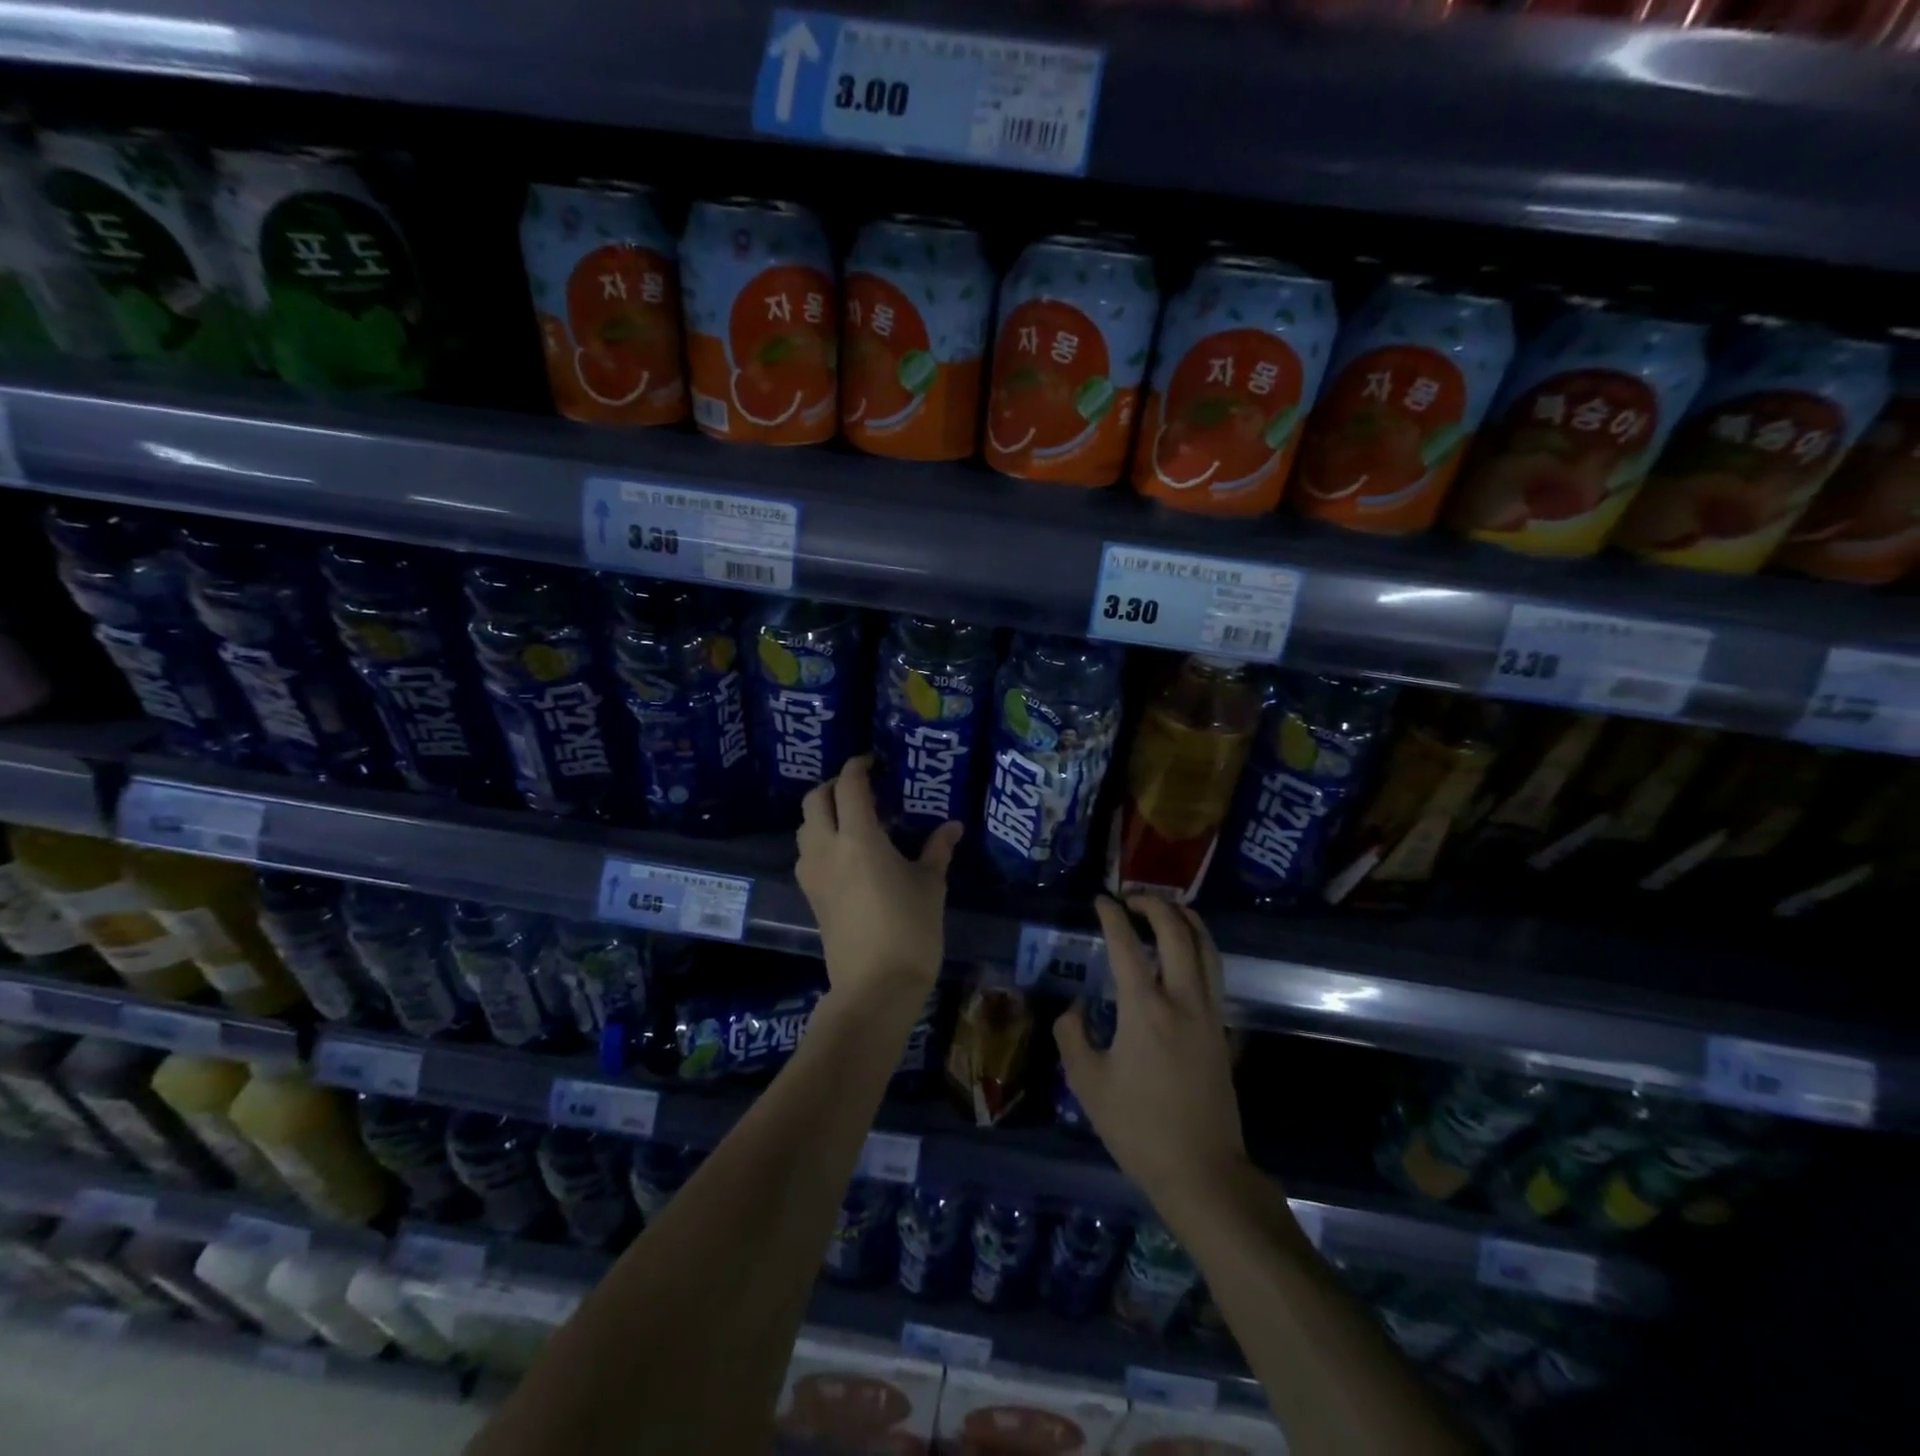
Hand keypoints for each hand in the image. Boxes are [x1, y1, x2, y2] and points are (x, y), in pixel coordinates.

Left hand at [796, 755, 961, 1011]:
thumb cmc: (910, 930)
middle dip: (833, 786)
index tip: (873, 762)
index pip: (848, 786)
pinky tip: (846, 853)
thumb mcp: (930, 885)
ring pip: (805, 827)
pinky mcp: (811, 896)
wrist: (876, 986)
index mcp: (858, 838)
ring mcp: (813, 874)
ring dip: (822, 813)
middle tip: (861, 788)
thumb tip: (953, 827)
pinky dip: (820, 839)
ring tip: (853, 819)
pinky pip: (806, 853)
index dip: (858, 767)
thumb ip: (937, 850)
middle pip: (815, 800)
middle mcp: (827, 849)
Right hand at [1055, 895, 1247, 1209]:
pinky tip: (1186, 954)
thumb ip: (1072, 1036)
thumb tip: (1076, 1008)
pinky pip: (1214, 972)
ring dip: (1186, 920)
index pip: (1127, 945)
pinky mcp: (1223, 1030)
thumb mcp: (1087, 1084)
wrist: (1202, 1171)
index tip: (1101, 901)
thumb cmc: (1138, 1128)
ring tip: (1167, 910)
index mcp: (1144, 1009)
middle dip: (1155, 906)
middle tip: (1132, 900)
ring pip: (1206, 948)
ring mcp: (1209, 1013)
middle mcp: (1182, 1000)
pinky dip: (1200, 948)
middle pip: (1177, 933)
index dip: (1112, 917)